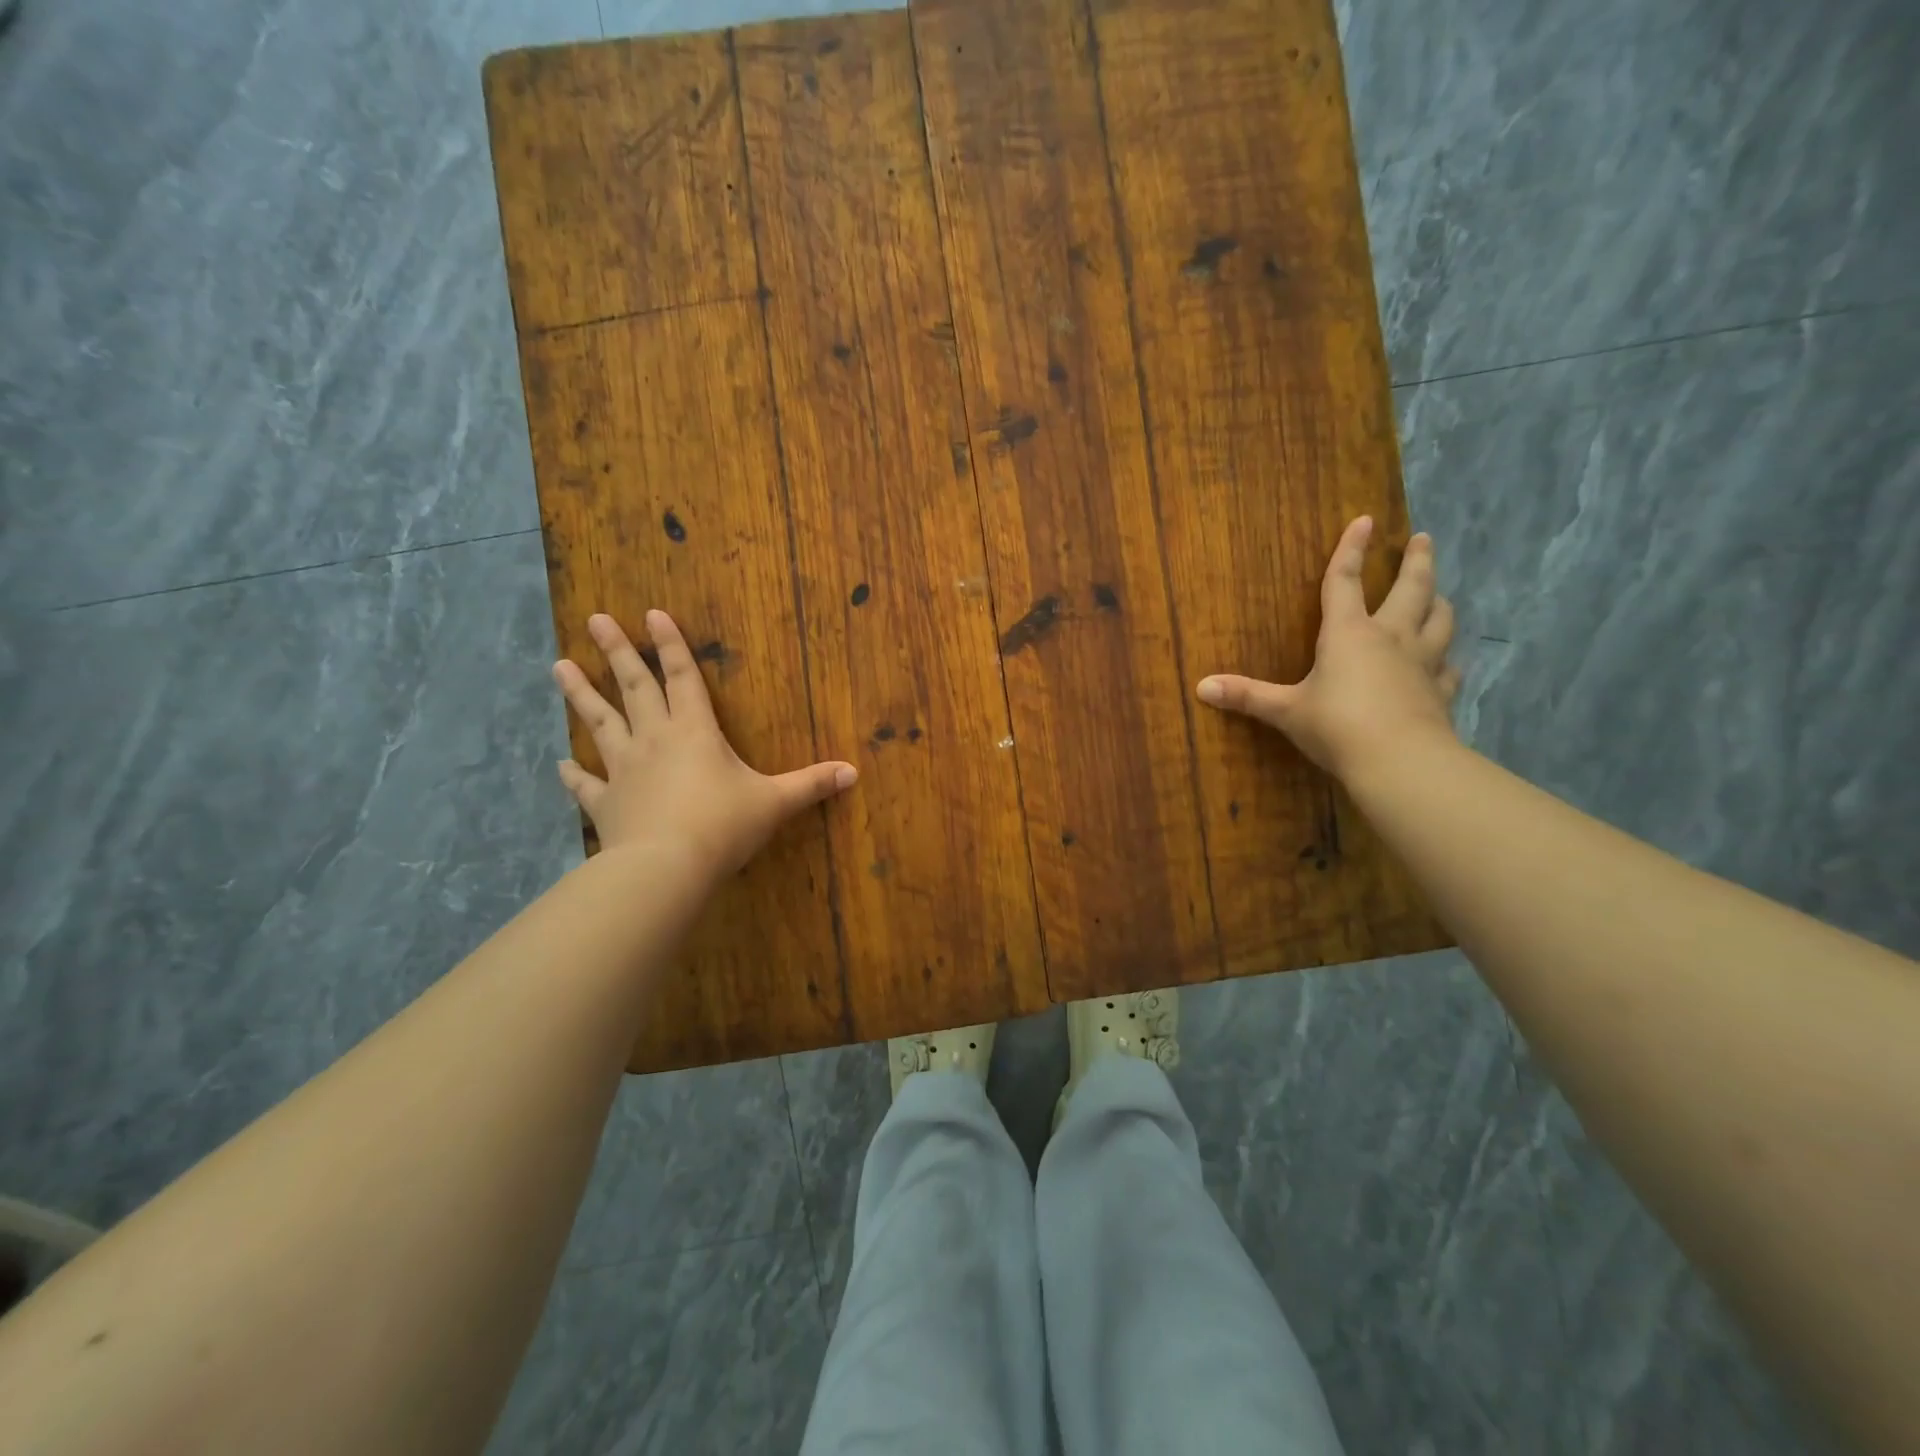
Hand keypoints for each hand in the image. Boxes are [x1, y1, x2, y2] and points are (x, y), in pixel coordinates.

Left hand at [552, 610, 857, 878]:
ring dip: (580, 694)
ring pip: (599, 723)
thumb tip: (854, 772)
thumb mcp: (776, 802)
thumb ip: (812, 784)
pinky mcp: (606, 803)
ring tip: (558, 666)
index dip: (671, 644)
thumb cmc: (724, 826)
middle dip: (617, 652)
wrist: (667, 867)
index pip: (682, 677)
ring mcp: (624, 769)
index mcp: (695, 731)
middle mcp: (654, 739)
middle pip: (633, 687)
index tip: (651, 613)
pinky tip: (559, 765)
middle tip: (595, 619)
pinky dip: (572, 775)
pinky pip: (586, 784)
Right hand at [1196, 517, 1459, 780]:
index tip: (1364, 520)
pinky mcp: (1440, 691)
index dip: (1350, 550)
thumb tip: (1201, 686)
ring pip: (1439, 620)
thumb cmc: (1336, 726)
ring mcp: (1422, 663)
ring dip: (1438, 602)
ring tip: (1439, 594)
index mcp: (1348, 634)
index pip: (1344, 582)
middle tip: (1423, 539)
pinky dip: (1446, 661)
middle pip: (1411, 589)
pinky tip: (1445, 664)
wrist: (1399, 761)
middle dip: (1416, 561)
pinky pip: (1448, 668)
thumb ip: (1246, 696)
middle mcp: (1390, 638)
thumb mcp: (1285, 711)